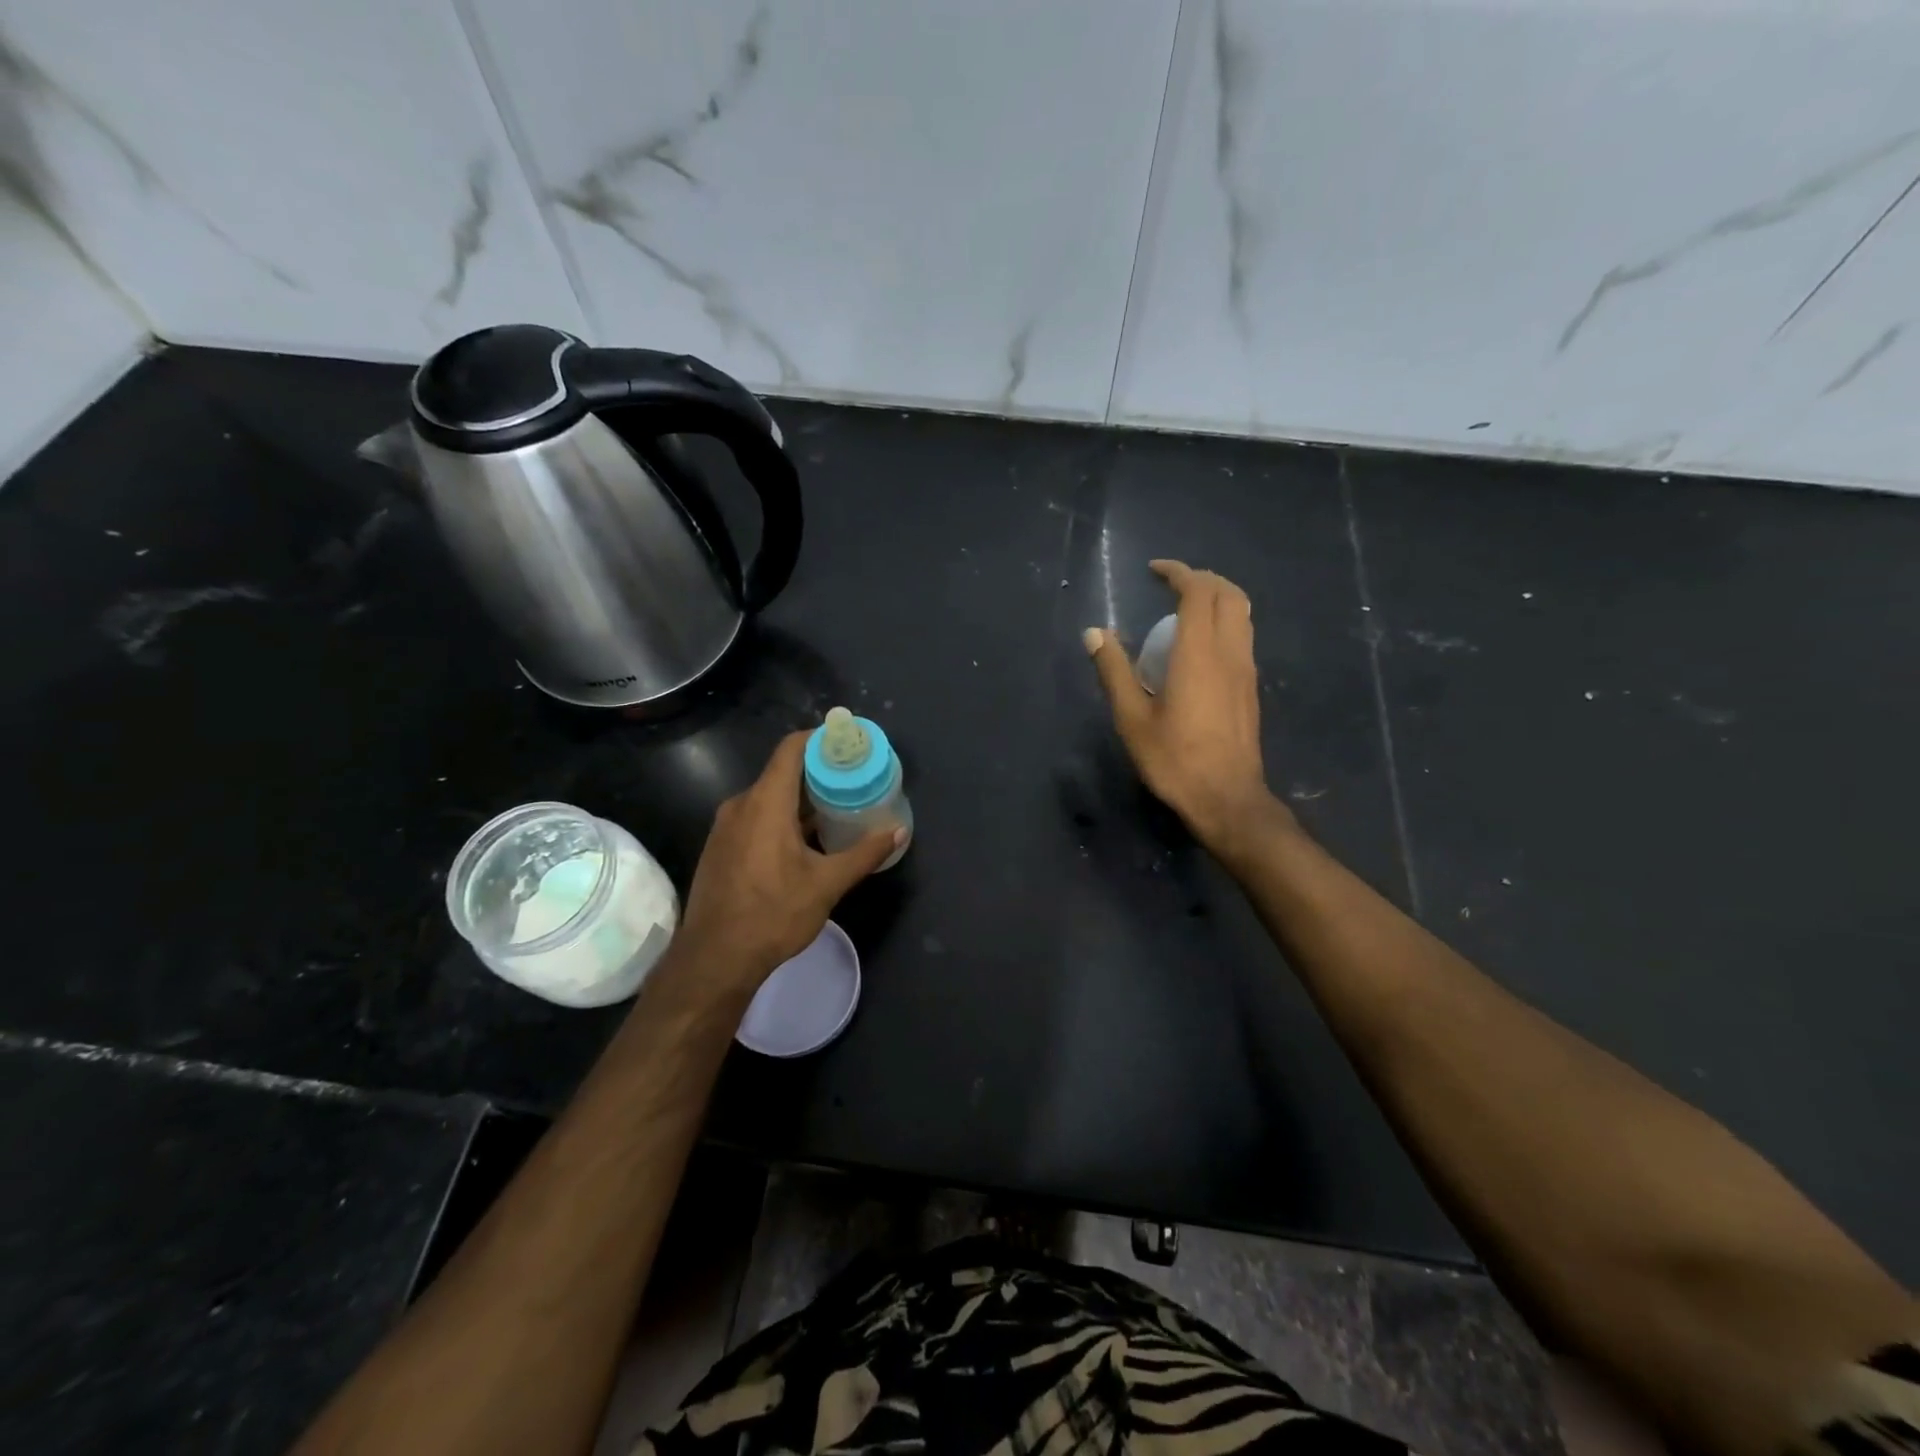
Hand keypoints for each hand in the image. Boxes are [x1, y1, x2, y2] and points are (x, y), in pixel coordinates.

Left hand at [673, 732, 900, 995]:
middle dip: (819, 773)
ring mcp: (726, 827)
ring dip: (801, 800)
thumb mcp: (827, 884)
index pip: (792, 748)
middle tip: (853, 781)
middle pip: (783, 772)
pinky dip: (782, 818)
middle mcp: (741, 805)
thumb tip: (898, 832)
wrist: (714, 959)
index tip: (849, 744)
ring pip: (769, 797)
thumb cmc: (773, 914)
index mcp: (766, 802)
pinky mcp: (720, 847)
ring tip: (836, 810)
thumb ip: (864, 853)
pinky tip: (805, 841)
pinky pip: (755, 817)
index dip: (820, 740)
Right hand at [1084, 560, 1291, 854]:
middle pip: (1228, 593)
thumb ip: (1114, 671)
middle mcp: (1230, 652)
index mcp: (1199, 653)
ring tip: (1186, 608)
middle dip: (1201, 578)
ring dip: (1217, 597)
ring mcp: (1246, 669)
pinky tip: (1200, 645)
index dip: (1178, 573)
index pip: (1198, 592)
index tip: (1154, 570)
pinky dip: (1223, 621)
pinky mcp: (1251, 687)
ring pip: (1242, 613)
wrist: (1226, 798)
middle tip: (1170, 584)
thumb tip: (1094, 633)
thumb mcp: (1132, 718)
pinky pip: (1242, 635)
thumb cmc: (1174, 760)